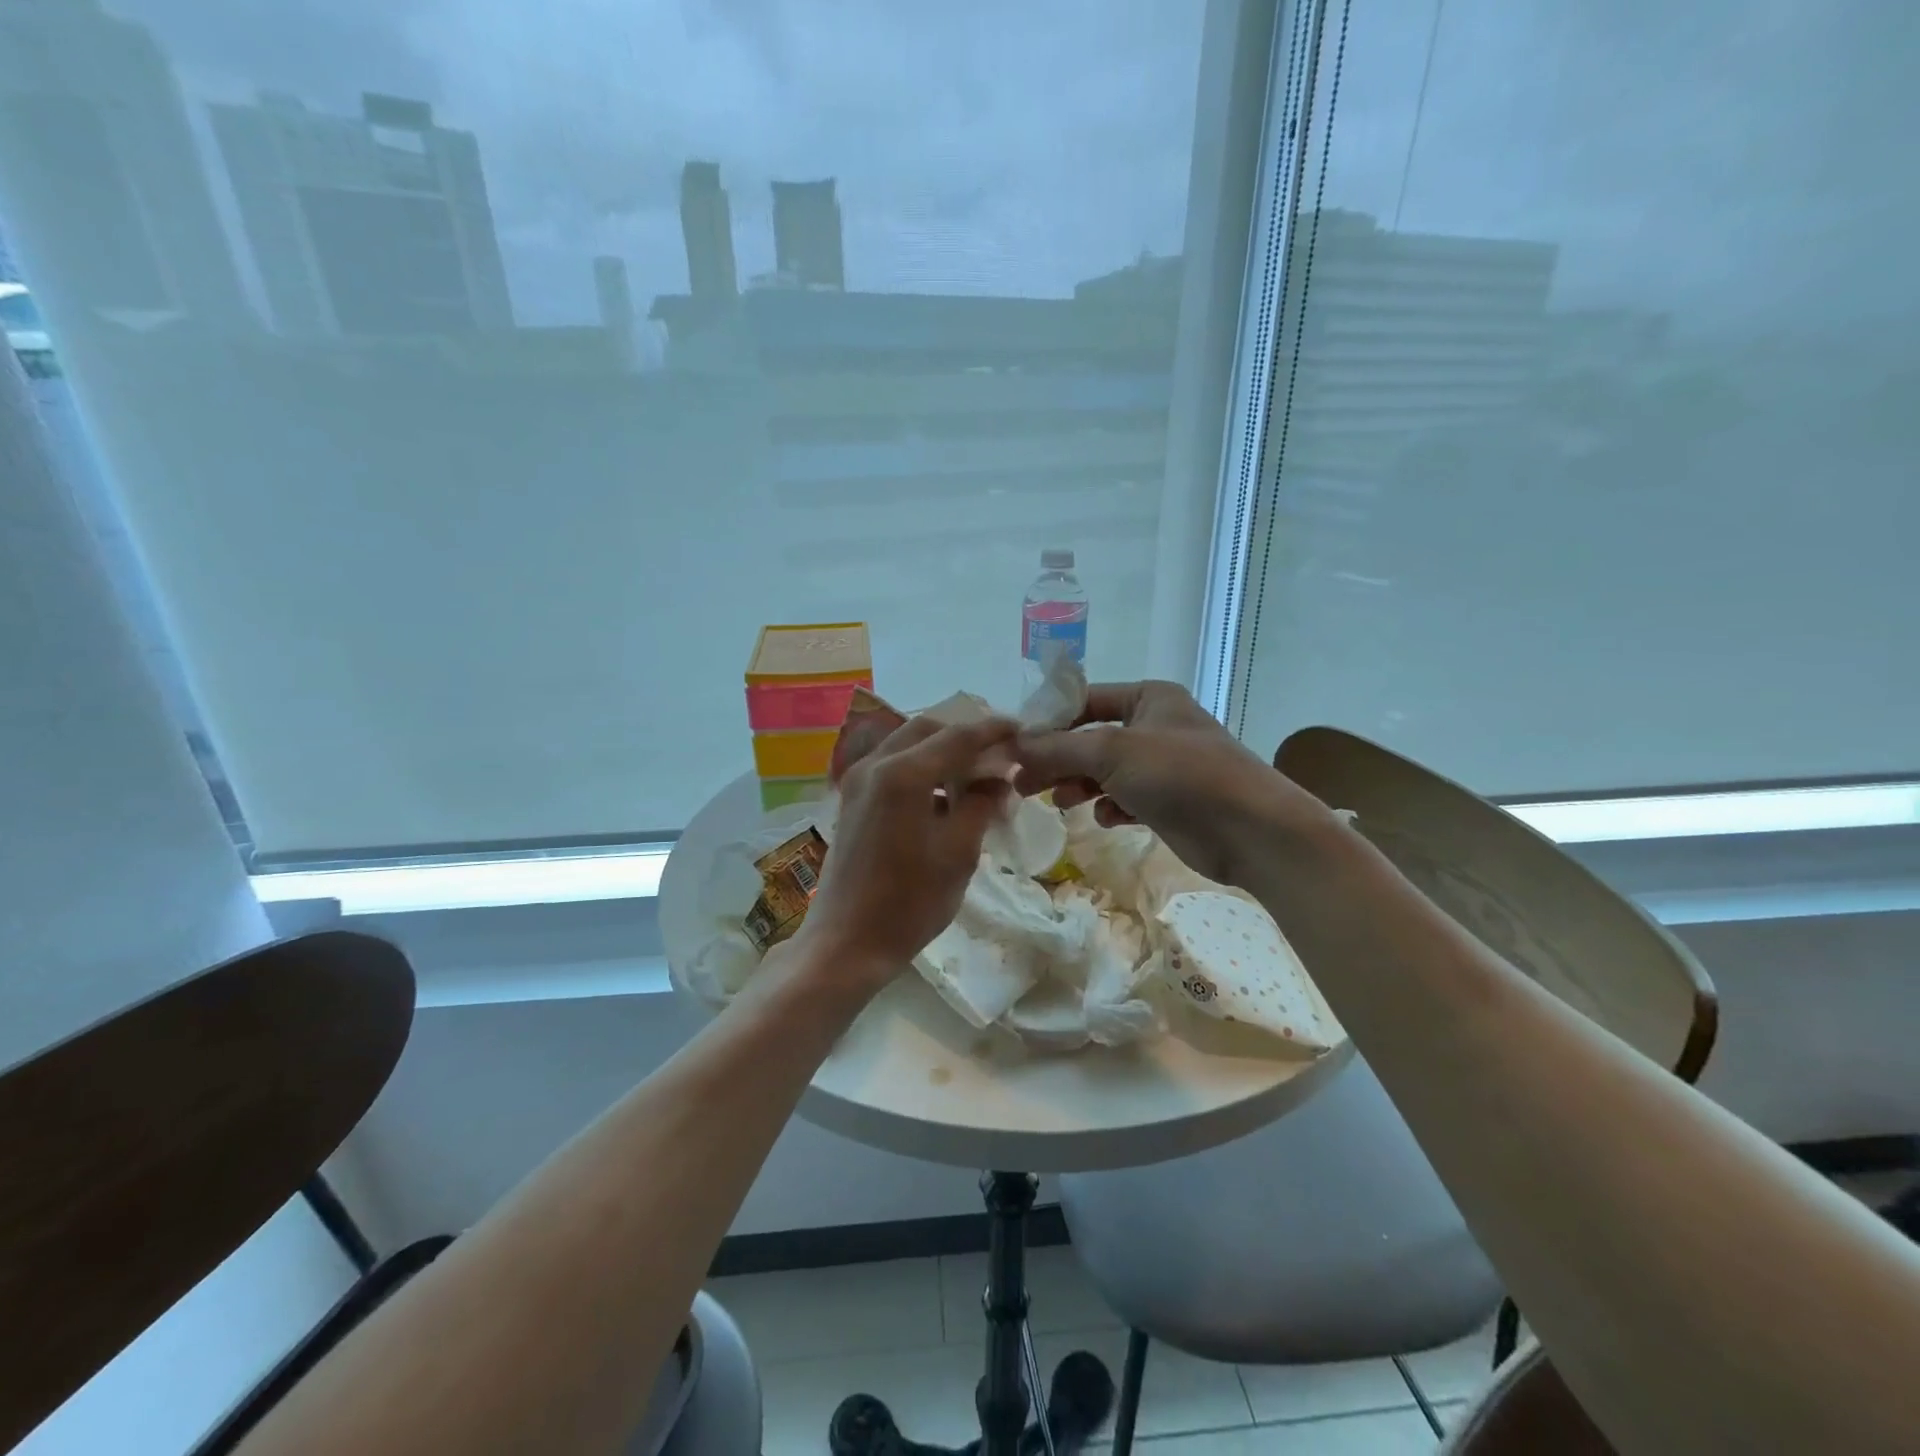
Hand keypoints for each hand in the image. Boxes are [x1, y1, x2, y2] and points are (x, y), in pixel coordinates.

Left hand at [792, 714, 1015, 1003]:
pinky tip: (943, 795)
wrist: (846, 943)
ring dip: (941, 752)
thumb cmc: (909, 902)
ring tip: (974, 776)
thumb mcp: (958, 853)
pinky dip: (920, 768)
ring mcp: (857, 781)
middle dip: (964, 736)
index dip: (991, 730)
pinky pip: (891, 765)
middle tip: (997, 754)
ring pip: (906, 744)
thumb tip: (999, 778)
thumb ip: (981, 804)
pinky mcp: (851, 799)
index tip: (1020, 729)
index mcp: (903, 774)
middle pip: (927, 730)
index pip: (957, 736)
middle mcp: (875, 765)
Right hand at [1013, 681, 1335, 886]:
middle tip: (1023, 783)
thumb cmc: (1182, 775)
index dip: (1048, 722)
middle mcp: (1154, 726)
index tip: (1015, 748)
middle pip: (1090, 738)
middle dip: (1058, 760)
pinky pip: (1125, 798)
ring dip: (1079, 785)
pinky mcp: (1168, 801)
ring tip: (1058, 803)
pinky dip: (1110, 806)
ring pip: (1104, 771)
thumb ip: (1059, 747)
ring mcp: (1162, 765)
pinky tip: (1107, 819)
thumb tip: (1014, 746)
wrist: (1251, 830)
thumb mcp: (1113, 753)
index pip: (1084, 701)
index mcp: (1148, 698)